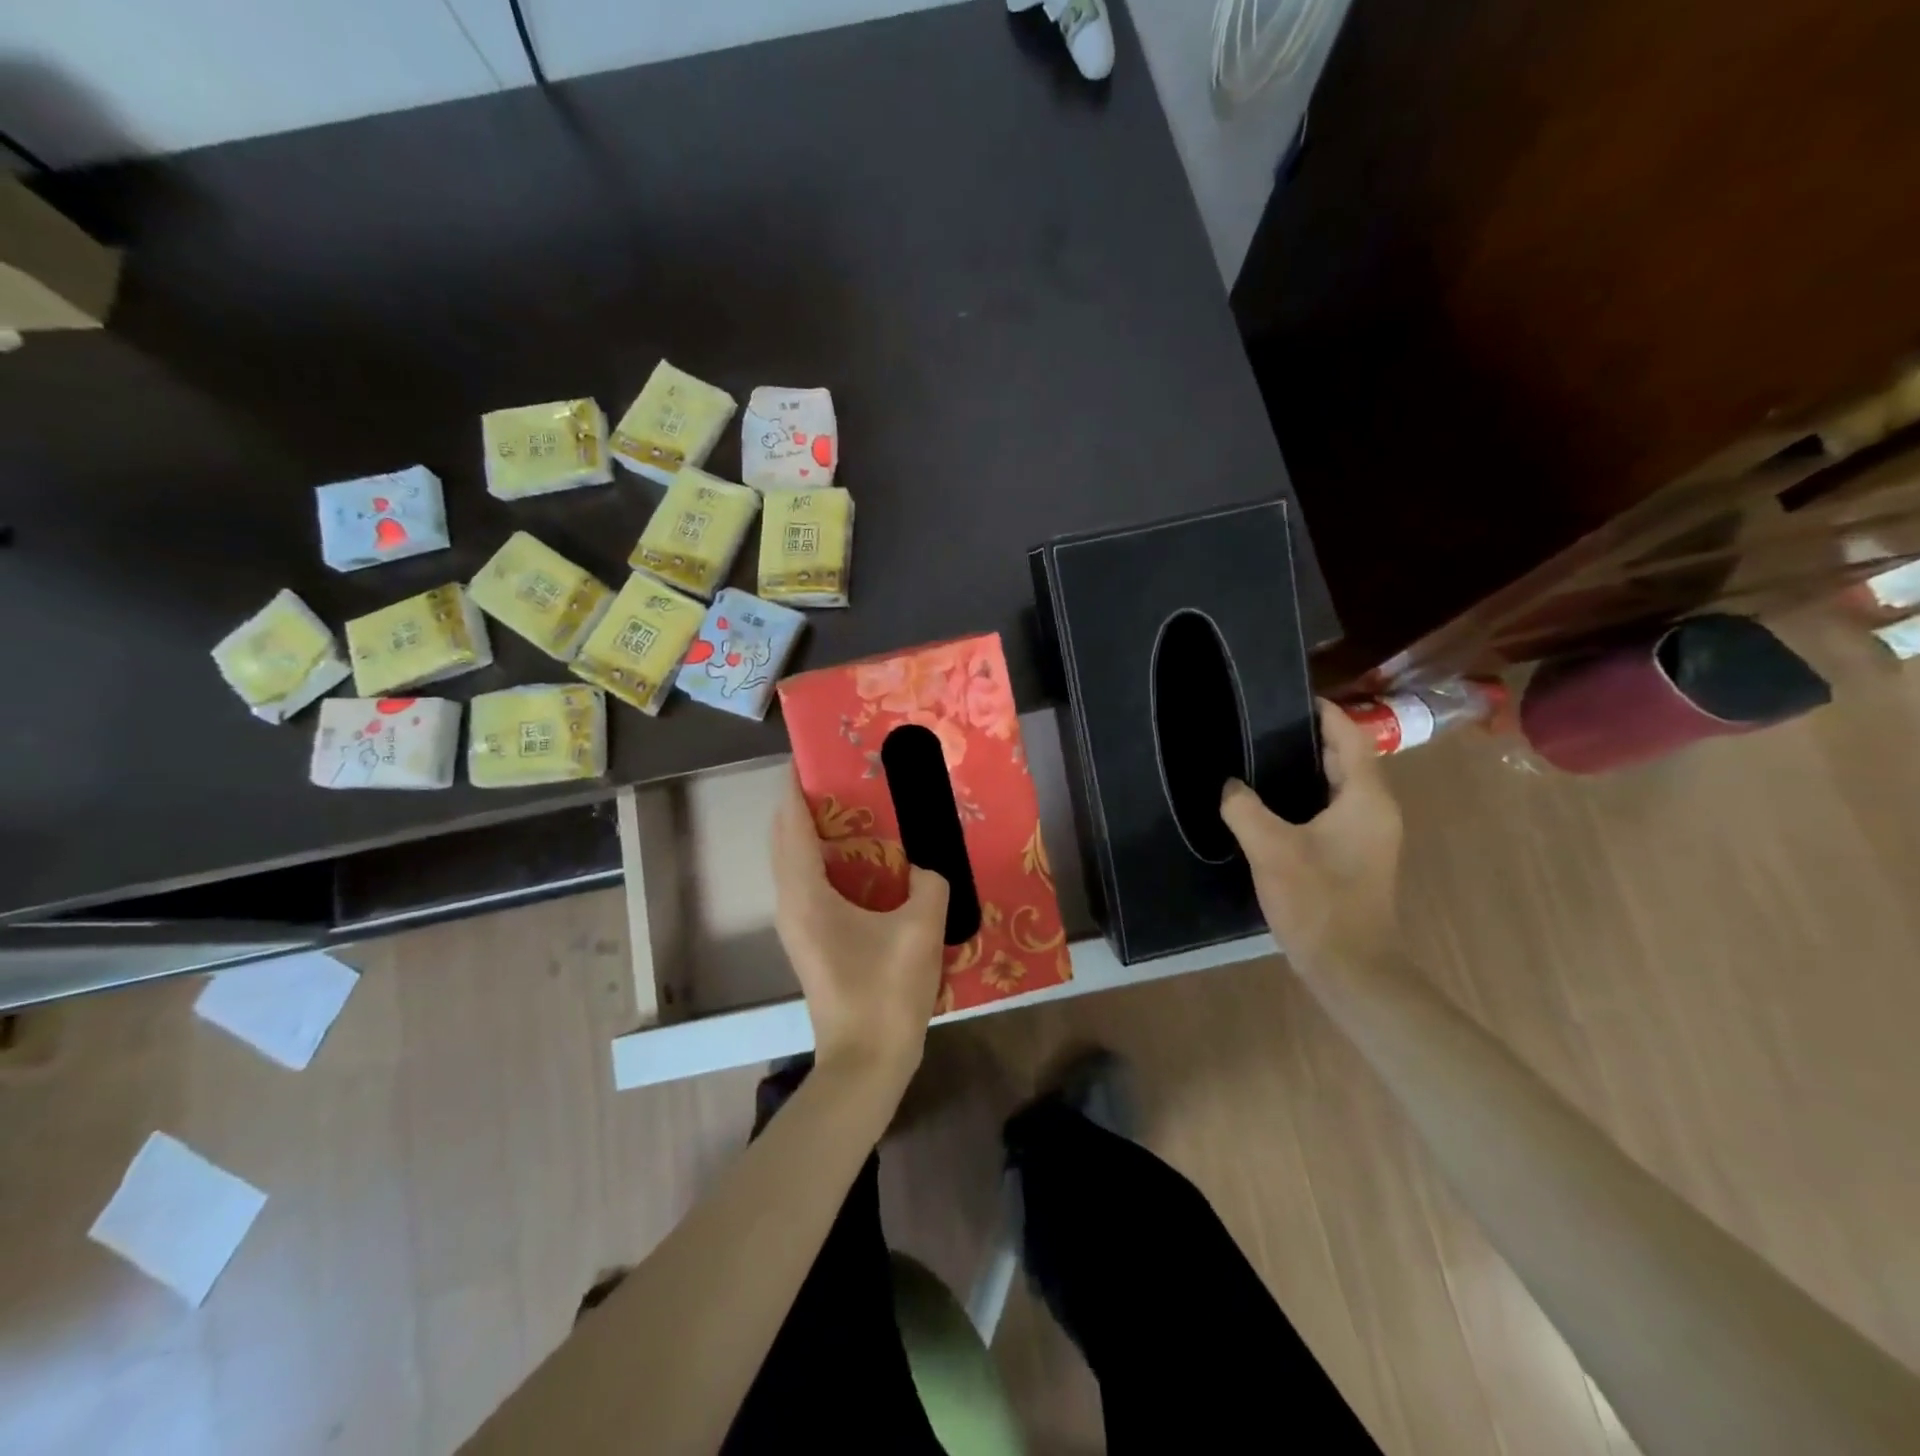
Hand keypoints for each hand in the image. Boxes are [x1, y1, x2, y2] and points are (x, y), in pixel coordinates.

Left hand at [770, 771, 949, 1086]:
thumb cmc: (886, 992)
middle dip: (807, 803)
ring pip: (796, 862)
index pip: (790, 823)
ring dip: (817, 832)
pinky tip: (868, 861)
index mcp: (806, 893)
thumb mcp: (921, 928)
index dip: (796, 785)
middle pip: (786, 838)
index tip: (814, 754)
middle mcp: (792, 903)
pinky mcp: (812, 941)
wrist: (866, 1062)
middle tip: (847, 777)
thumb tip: (928, 868)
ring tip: (857, 808)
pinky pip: (811, 883)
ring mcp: (798, 925)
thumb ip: (930, 883)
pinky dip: (828, 860)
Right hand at [1219, 700, 1402, 977]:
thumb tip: (1230, 786)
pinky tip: (1270, 804)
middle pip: (1345, 758)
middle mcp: (1375, 810)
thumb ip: (1244, 808)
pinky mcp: (1355, 856)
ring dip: (1305, 769)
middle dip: (1307, 738)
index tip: (1288, 696)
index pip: (1350, 736)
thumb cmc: (1318, 900)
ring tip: (1259, 757)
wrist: (1350, 966)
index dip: (1323, 712)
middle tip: (1261, 726)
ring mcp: (1368, 835)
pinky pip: (1332, 810)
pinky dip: (1306, 797)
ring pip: (1337, 786)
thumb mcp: (1271, 849)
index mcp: (1366, 798)